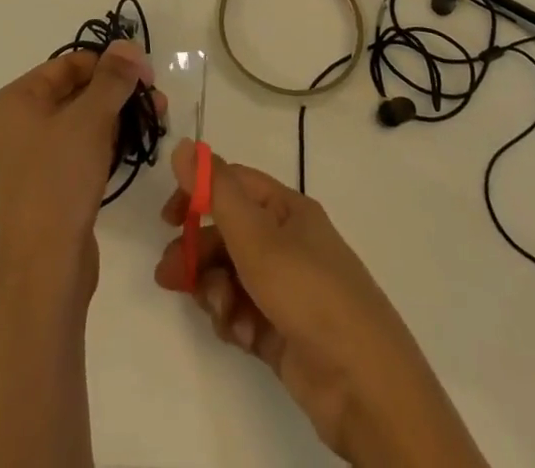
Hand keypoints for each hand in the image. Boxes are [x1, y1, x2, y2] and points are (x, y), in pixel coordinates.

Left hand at [0, 42, 161, 303]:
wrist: (43, 272)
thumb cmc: (60, 181)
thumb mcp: (91, 120)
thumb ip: (112, 78)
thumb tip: (127, 45)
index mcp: (14, 101)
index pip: (67, 65)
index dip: (108, 64)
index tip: (145, 74)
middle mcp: (12, 126)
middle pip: (72, 94)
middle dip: (115, 94)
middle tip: (155, 102)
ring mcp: (24, 162)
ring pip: (75, 126)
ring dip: (113, 121)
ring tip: (152, 125)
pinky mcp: (39, 192)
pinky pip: (72, 155)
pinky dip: (99, 148)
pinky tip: (128, 153)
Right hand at [154, 141, 481, 467]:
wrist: (367, 390)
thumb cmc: (310, 295)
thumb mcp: (258, 238)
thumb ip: (216, 191)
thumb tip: (183, 144)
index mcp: (288, 210)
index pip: (233, 185)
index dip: (197, 194)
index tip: (167, 219)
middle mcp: (288, 243)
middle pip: (227, 234)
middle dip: (198, 252)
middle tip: (169, 276)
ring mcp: (287, 290)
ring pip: (231, 276)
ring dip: (215, 290)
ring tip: (220, 313)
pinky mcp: (283, 332)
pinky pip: (243, 312)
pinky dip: (233, 319)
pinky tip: (237, 333)